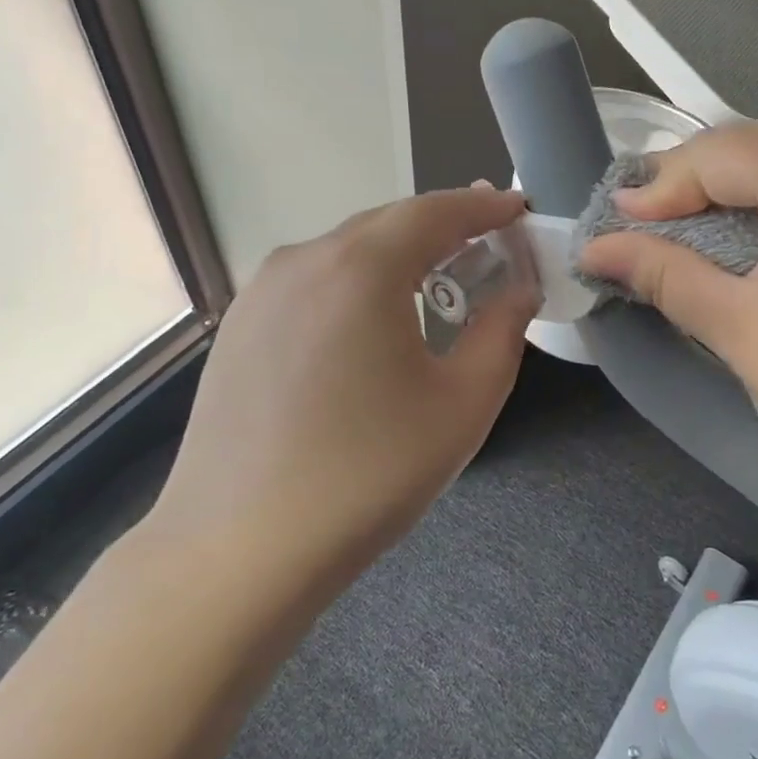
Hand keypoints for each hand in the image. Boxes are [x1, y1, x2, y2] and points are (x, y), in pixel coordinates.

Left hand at [141, 186, 536, 600]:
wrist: (239, 551)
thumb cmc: (369, 473)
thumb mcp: (464, 402)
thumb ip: (503, 329)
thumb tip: (519, 287)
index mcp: (361, 267)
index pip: (435, 211)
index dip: (483, 207)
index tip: (517, 209)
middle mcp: (304, 260)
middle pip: (388, 223)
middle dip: (443, 226)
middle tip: (486, 240)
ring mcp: (261, 291)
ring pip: (345, 251)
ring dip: (397, 255)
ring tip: (435, 278)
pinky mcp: (238, 326)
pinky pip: (312, 282)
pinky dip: (355, 282)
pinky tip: (368, 321)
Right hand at [577, 124, 757, 491]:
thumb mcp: (739, 325)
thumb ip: (663, 273)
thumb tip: (596, 247)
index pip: (726, 153)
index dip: (662, 183)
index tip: (615, 222)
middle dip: (694, 180)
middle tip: (641, 220)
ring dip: (734, 191)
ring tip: (683, 225)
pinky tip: (748, 238)